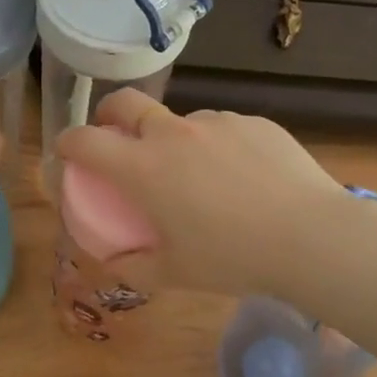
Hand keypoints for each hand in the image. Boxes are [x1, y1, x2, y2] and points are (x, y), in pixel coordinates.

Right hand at [56, 91, 350, 297]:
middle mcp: (172, 133)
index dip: (67, 143)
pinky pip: (221, 128)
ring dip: (171, 137)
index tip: (67, 153)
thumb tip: (114, 261)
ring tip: (197, 174)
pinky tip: (242, 177)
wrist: (310, 237)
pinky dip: (215, 146)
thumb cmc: (232, 257)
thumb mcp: (174, 273)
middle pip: (124, 103)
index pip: (85, 140)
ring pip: (179, 118)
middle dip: (108, 114)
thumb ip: (134, 266)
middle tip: (114, 135)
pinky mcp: (252, 121)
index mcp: (143, 168)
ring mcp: (215, 122)